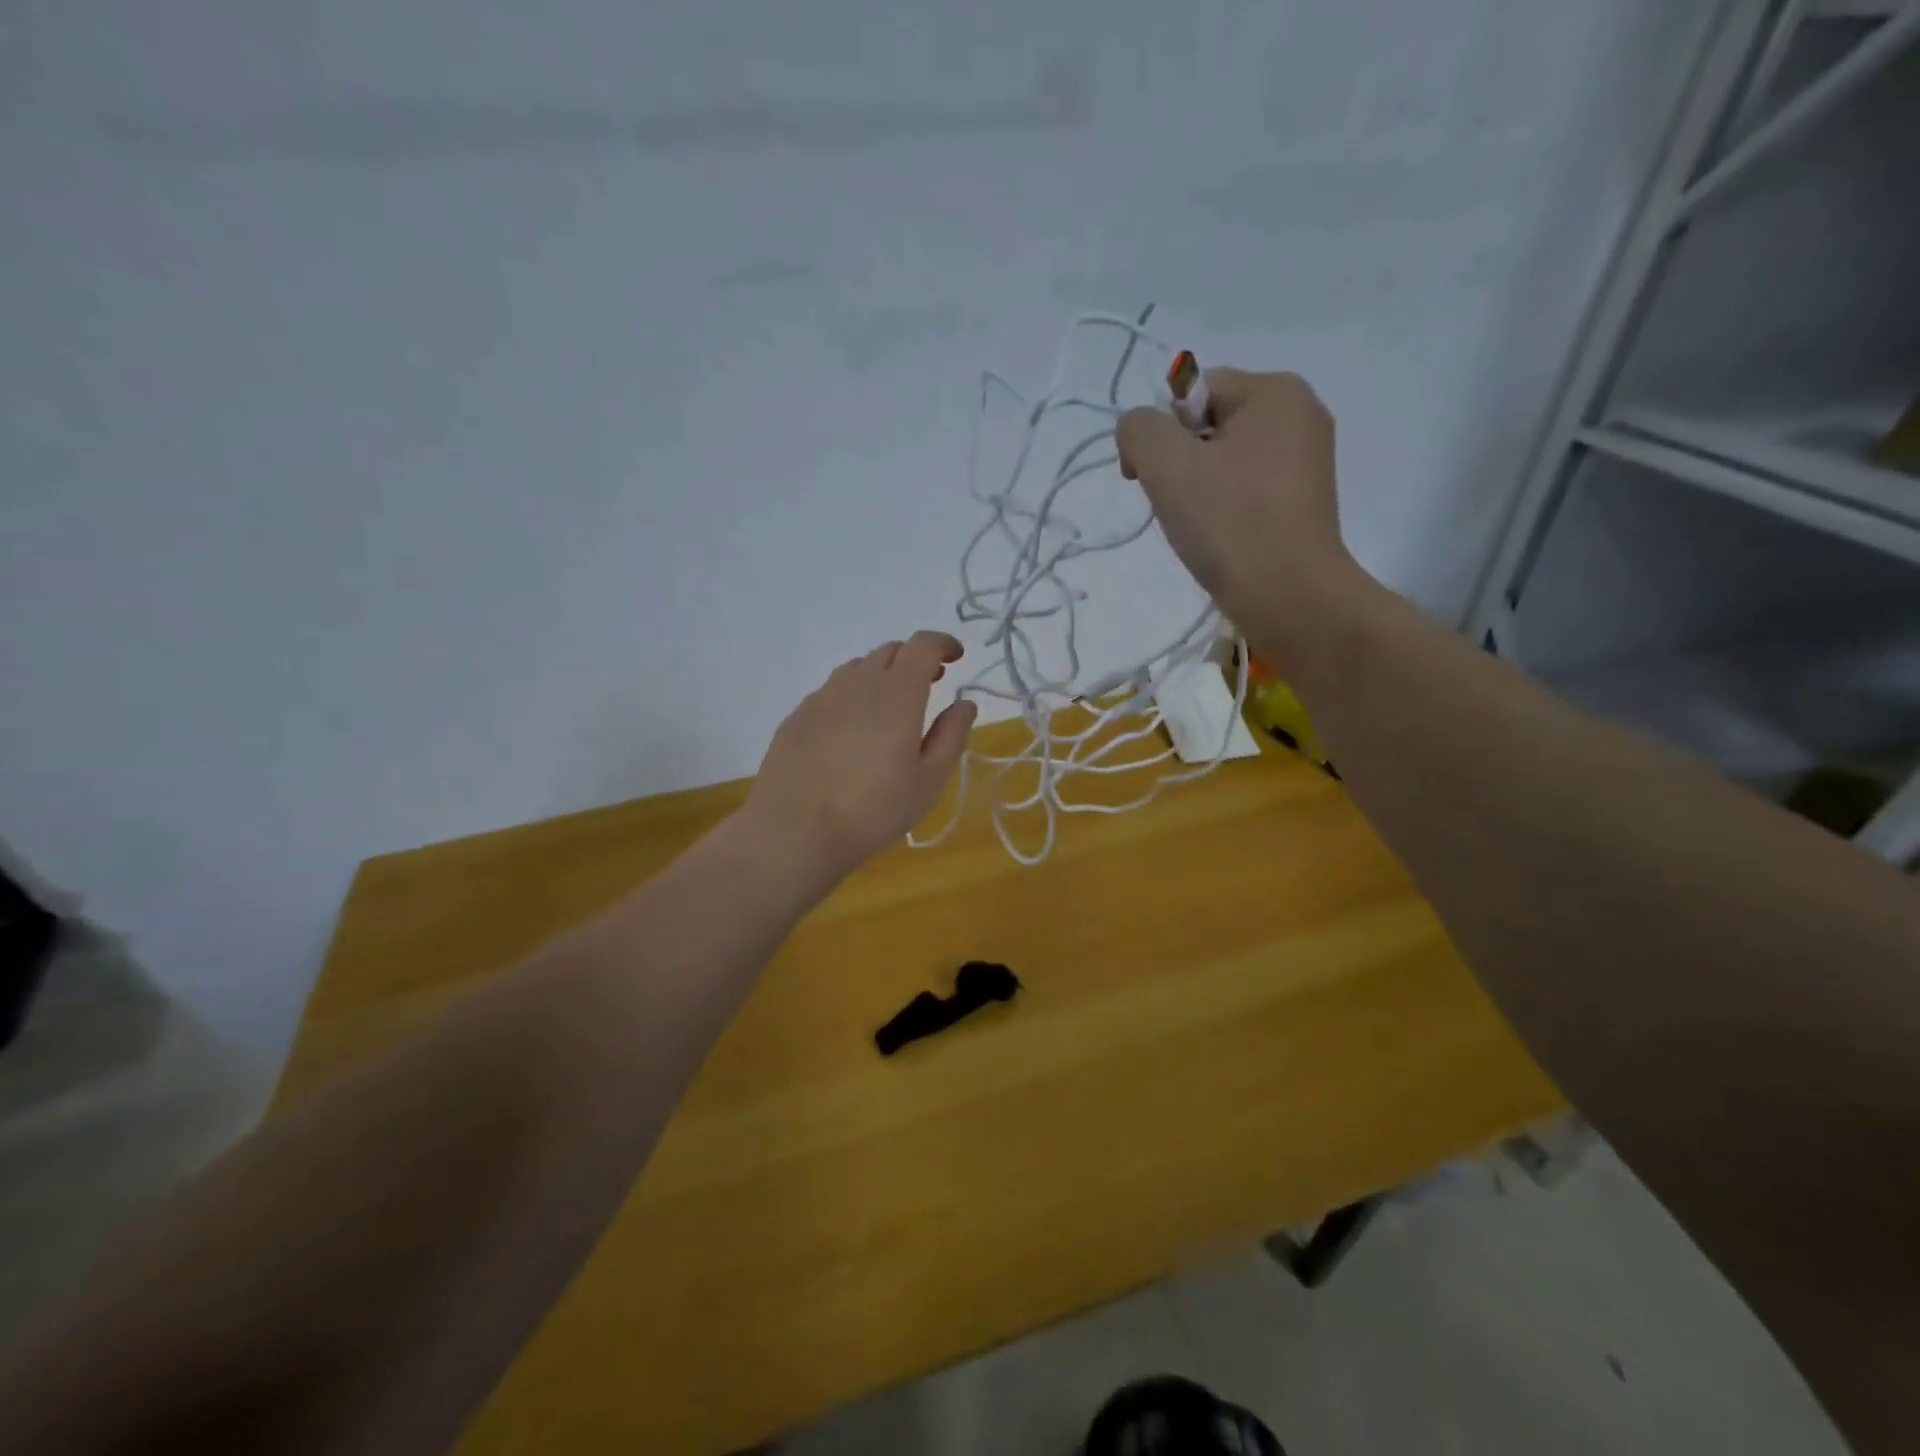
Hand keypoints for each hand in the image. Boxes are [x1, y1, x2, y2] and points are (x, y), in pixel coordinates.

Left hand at [745, 631, 977, 882]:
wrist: (794, 831)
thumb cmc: (873, 810)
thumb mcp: (929, 781)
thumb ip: (951, 736)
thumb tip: (965, 704)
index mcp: (897, 693)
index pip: (922, 645)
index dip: (942, 643)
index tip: (955, 657)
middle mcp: (858, 683)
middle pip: (890, 651)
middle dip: (915, 659)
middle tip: (930, 683)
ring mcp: (822, 697)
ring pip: (858, 668)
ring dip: (882, 675)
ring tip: (891, 707)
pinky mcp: (796, 716)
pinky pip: (832, 691)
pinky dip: (852, 695)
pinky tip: (852, 730)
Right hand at [1116, 369, 1361, 660]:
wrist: (1289, 597)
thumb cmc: (1229, 523)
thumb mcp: (1166, 464)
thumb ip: (1138, 429)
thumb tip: (1139, 432)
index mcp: (1275, 391)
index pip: (1192, 392)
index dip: (1159, 433)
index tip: (1146, 480)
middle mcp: (1300, 413)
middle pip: (1209, 423)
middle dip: (1179, 461)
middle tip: (1176, 506)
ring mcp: (1308, 459)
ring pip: (1225, 458)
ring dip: (1198, 487)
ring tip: (1198, 525)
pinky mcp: (1304, 500)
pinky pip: (1246, 486)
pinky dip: (1224, 506)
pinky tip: (1220, 536)